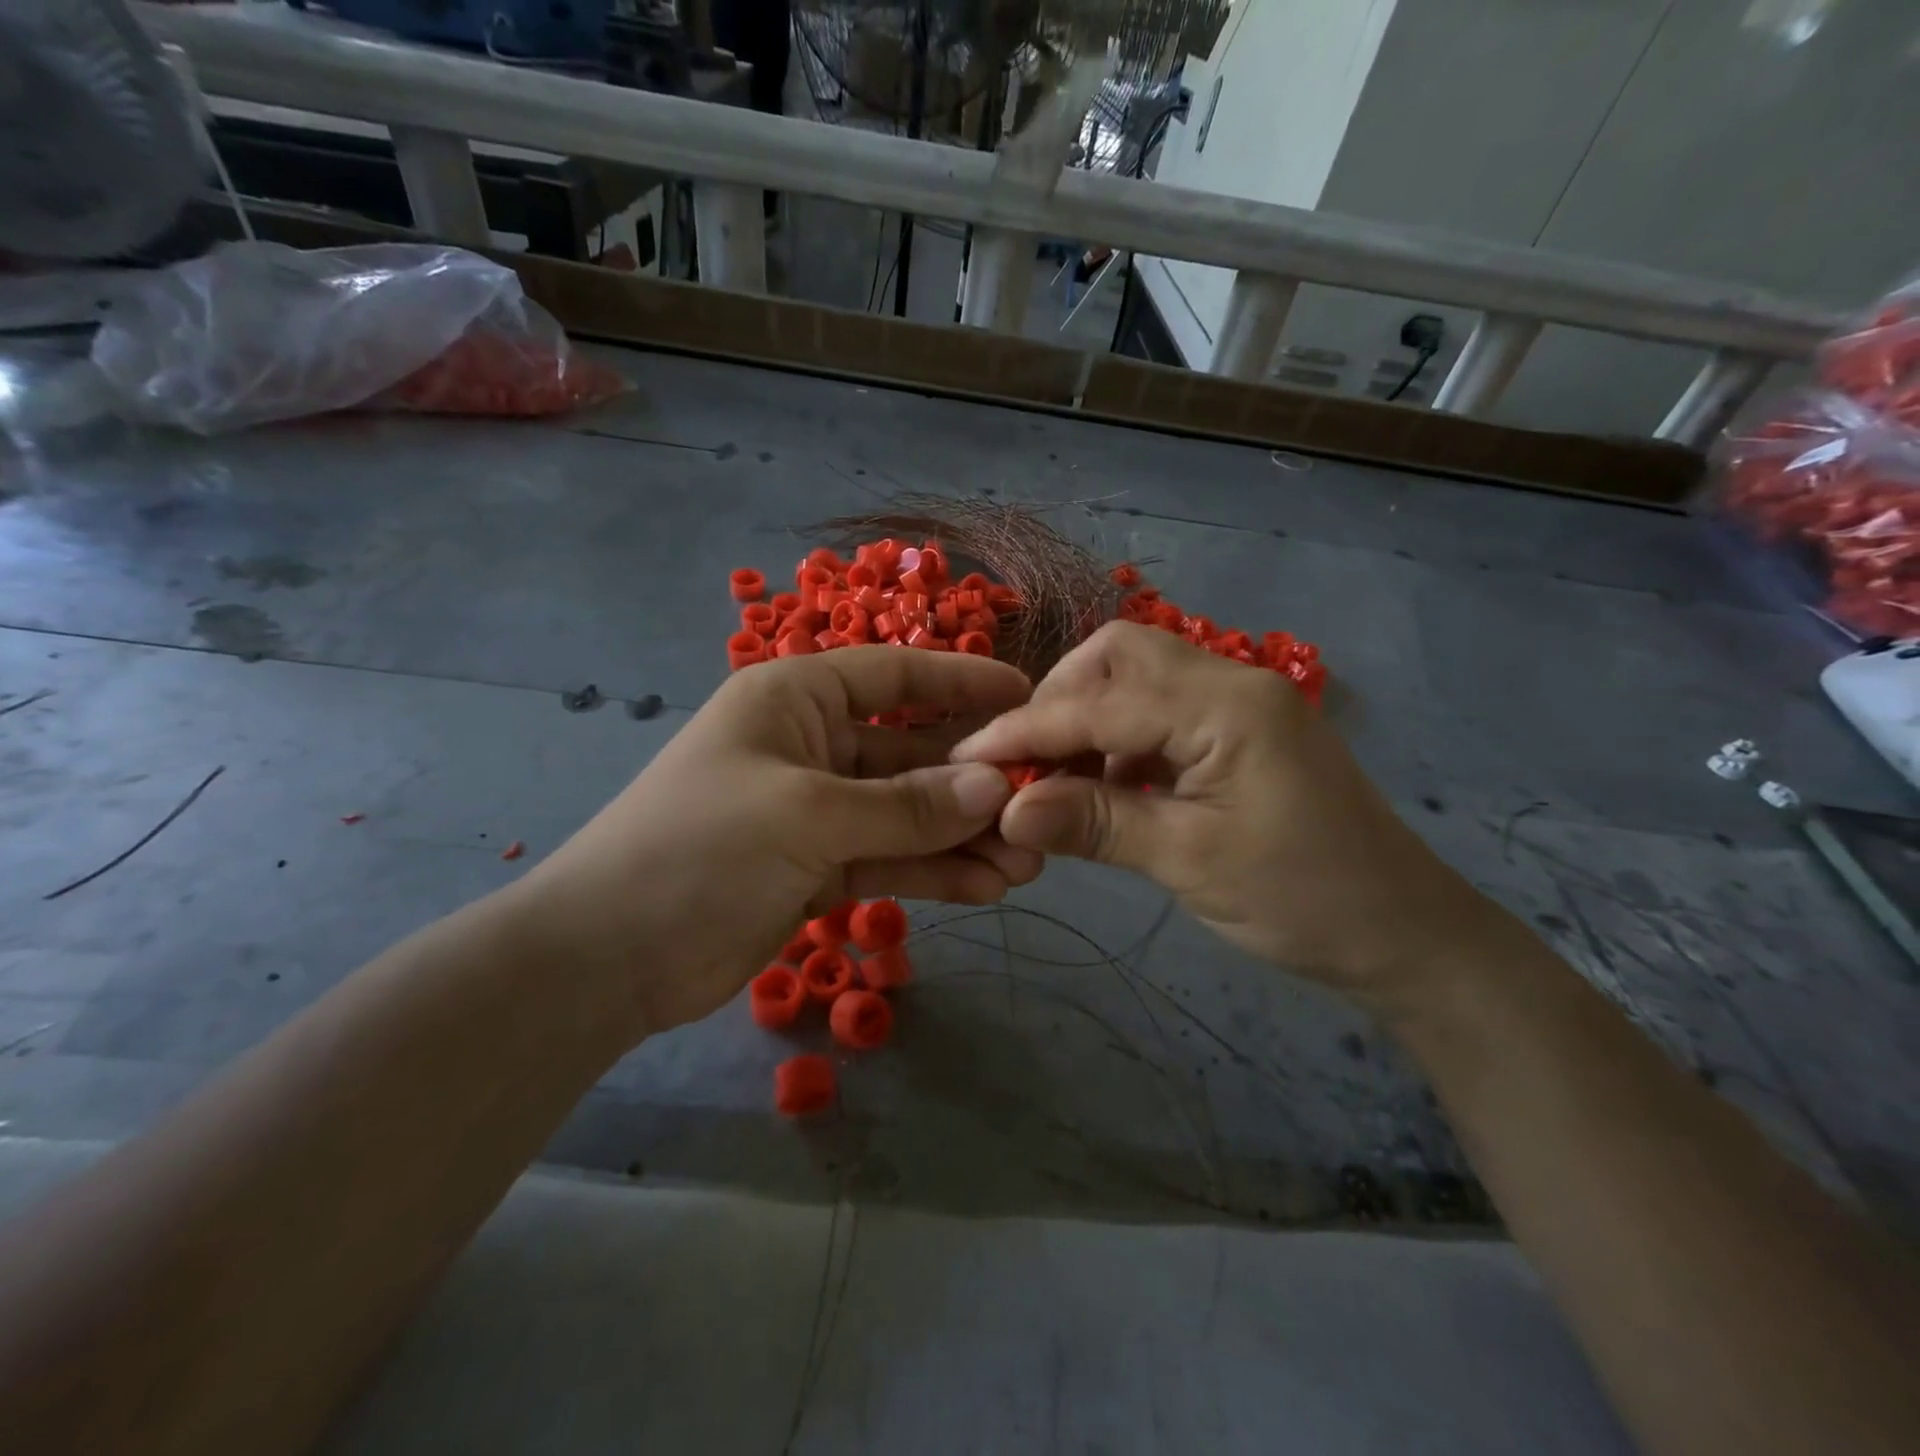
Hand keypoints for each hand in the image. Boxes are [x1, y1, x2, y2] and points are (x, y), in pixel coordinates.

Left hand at [511, 648, 1039, 1036]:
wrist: (608, 957)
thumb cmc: (699, 848)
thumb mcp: (807, 816)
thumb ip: (906, 806)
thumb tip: (994, 788)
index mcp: (796, 699)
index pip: (895, 675)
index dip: (961, 682)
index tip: (1025, 697)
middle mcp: (811, 745)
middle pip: (910, 753)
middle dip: (973, 783)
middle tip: (1040, 810)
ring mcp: (816, 810)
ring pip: (906, 814)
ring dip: (962, 836)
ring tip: (1026, 863)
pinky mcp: (818, 866)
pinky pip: (889, 857)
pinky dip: (933, 871)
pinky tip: (985, 888)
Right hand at [951, 623, 1499, 1004]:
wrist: (1407, 935)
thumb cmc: (1304, 901)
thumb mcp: (1189, 861)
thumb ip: (1094, 823)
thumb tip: (1006, 810)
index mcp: (1226, 706)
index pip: (1100, 702)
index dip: (1027, 731)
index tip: (968, 760)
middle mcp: (1233, 682)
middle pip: (1121, 655)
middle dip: (1060, 700)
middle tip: (1025, 761)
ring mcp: (1241, 703)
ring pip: (1140, 679)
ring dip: (1088, 718)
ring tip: (1056, 778)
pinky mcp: (1242, 732)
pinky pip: (1163, 712)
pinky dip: (1120, 739)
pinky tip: (1105, 786)